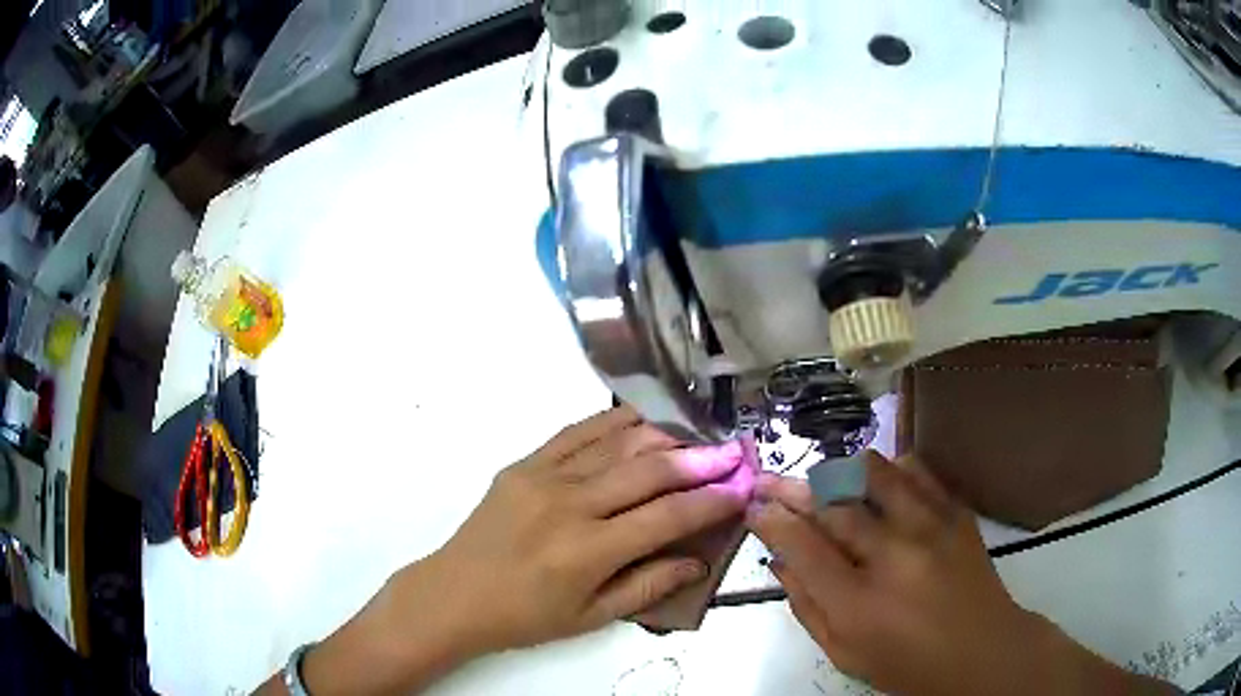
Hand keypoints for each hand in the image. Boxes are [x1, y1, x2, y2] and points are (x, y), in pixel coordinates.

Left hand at [284, 407, 753, 695]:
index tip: (741, 488)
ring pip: (616, 443)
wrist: (454, 594)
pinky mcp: (524, 464)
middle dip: (699, 460)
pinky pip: (576, 433)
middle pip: (648, 471)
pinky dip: (613, 423)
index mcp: (588, 551)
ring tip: (695, 435)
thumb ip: (648, 586)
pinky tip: (640, 420)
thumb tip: (697, 560)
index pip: (667, 517)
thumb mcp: (590, 618)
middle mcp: (570, 505)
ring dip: (662, 436)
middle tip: (731, 453)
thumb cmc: (524, 616)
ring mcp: (543, 477)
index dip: (710, 502)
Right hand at [748, 451, 1174, 695]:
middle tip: (772, 482)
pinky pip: (917, 471)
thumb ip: (808, 608)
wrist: (984, 652)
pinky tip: (879, 479)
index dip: (772, 520)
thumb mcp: (845, 655)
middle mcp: (893, 556)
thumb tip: (782, 562)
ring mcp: (930, 528)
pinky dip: (890, 468)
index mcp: (859, 604)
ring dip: (840, 472)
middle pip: (833, 506)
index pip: (802, 546)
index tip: (754, 506)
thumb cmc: (908, 666)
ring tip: (824, 478)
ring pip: (874, 475)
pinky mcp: (956, 514)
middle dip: (794, 489)